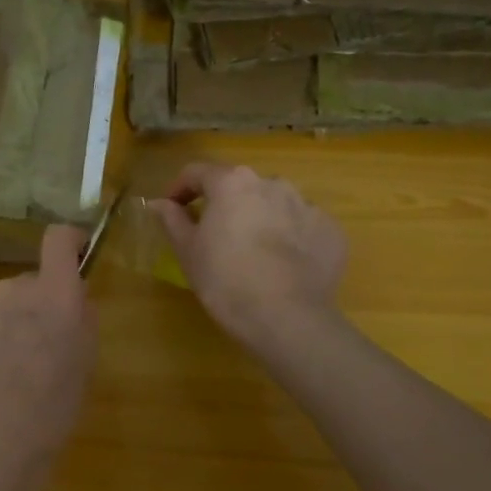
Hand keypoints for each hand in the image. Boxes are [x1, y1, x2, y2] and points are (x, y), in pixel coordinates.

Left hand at [0, 226, 98, 488]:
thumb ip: (82, 321)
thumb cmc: (51, 412)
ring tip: (12, 370)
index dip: (69, 241)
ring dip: (12, 323)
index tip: (77, 253)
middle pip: (32, 281)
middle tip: (45, 347)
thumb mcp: (86, 366)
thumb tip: (73, 302)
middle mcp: (14, 291)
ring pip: (4, 304)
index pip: (58, 240)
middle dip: (41, 304)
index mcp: (55, 297)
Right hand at [152, 163, 347, 350]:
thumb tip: (159, 203)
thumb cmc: (225, 280)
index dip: (180, 189)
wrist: (287, 317)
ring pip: (273, 205)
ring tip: (251, 252)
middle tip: (212, 236)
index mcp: (232, 183)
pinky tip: (282, 266)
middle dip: (224, 205)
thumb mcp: (188, 251)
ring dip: (259, 219)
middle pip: (240, 187)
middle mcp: (272, 183)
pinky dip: (289, 239)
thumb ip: (173, 220)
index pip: (198, 172)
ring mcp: (306, 205)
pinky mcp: (330, 231)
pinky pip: (302, 227)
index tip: (171, 210)